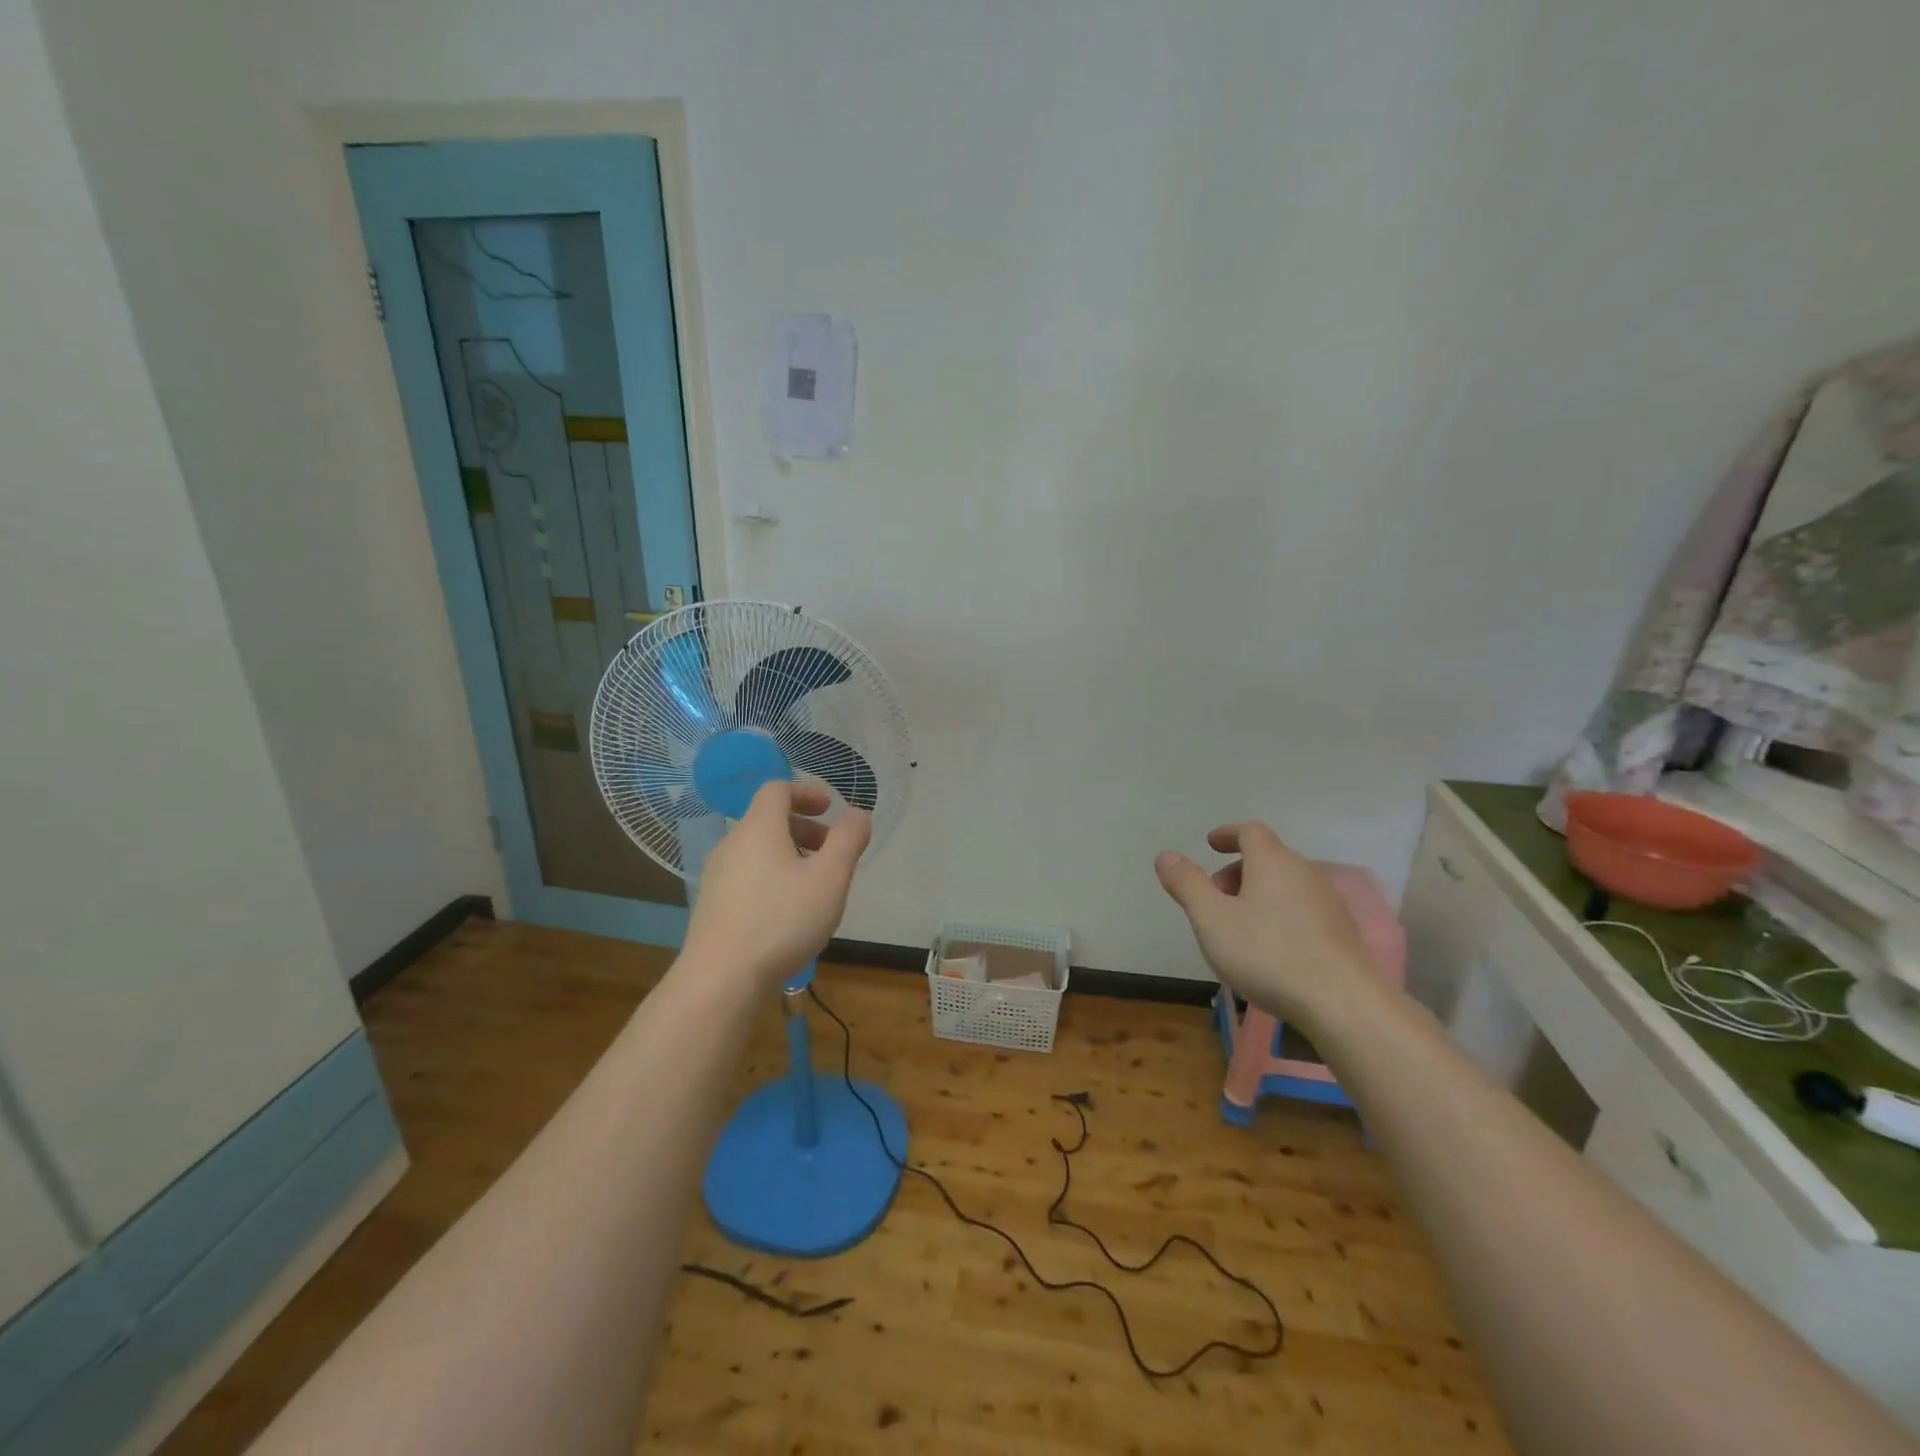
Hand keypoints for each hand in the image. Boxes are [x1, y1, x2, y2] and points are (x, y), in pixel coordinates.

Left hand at [683, 781, 871, 986]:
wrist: (721, 979)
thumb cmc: (782, 920)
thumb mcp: (830, 878)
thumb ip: (848, 840)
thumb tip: (857, 814)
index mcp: (759, 828)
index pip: (777, 789)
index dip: (806, 792)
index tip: (830, 809)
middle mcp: (732, 844)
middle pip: (767, 819)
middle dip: (803, 827)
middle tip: (830, 850)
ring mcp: (717, 875)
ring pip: (757, 849)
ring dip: (789, 853)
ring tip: (813, 884)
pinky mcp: (712, 904)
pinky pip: (747, 874)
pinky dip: (771, 875)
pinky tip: (787, 911)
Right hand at [1155, 822, 1375, 1027]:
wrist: (1342, 1003)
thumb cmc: (1268, 953)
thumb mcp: (1211, 919)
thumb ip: (1187, 884)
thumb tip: (1166, 856)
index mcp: (1272, 861)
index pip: (1250, 831)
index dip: (1228, 834)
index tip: (1210, 844)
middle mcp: (1305, 872)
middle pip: (1268, 858)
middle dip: (1238, 871)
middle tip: (1215, 896)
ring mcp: (1329, 902)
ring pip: (1286, 885)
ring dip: (1259, 894)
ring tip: (1238, 926)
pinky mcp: (1343, 932)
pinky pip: (1302, 909)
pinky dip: (1280, 914)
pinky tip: (1271, 948)